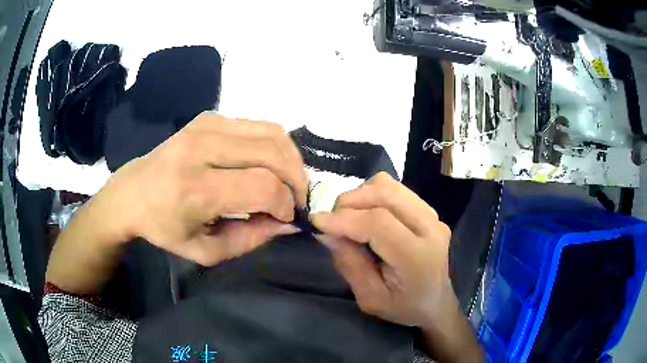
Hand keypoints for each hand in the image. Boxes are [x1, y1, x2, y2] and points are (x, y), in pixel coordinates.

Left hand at [94, 112, 307, 264]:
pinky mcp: (208, 117)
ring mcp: (205, 125)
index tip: (287, 217)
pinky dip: (273, 145)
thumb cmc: (164, 228)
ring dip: (290, 158)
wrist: (132, 193)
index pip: (261, 186)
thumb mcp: (205, 251)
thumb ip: (251, 238)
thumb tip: (288, 223)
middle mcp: (200, 148)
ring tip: (289, 181)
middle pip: (272, 152)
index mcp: (194, 188)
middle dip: (296, 179)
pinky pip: (257, 125)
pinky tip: (268, 163)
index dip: (286, 203)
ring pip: (271, 132)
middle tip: (298, 199)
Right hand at [312, 172, 451, 326]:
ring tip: (349, 216)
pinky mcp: (429, 210)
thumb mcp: (370, 298)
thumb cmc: (404, 307)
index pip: (379, 223)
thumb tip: (326, 232)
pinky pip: (396, 189)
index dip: (344, 219)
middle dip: (350, 201)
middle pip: (385, 194)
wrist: (436, 302)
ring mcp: (433, 215)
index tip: (317, 222)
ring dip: (361, 195)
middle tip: (332, 220)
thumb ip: (349, 264)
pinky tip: (367, 214)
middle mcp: (430, 228)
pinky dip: (373, 194)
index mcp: (417, 257)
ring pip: (390, 186)